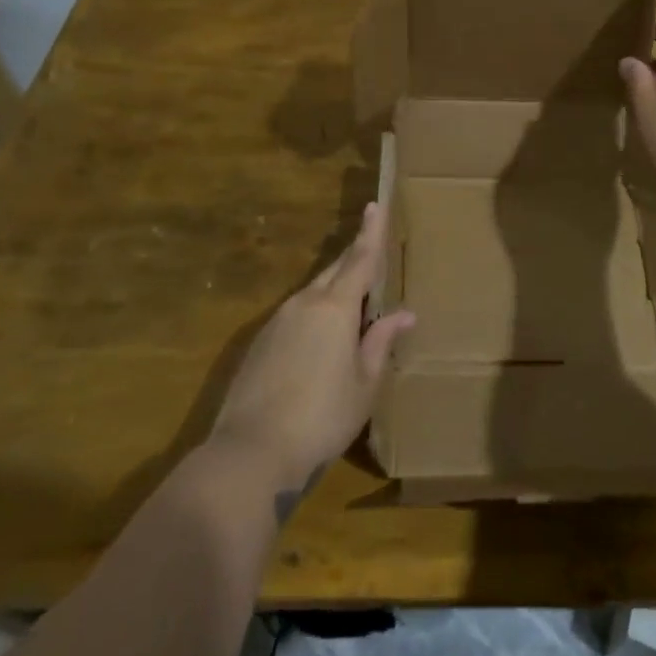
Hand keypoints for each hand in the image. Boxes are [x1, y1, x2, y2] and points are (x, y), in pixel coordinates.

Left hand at [207, 201, 414, 493]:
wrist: (251, 451)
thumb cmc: (322, 417)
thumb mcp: (364, 383)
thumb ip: (380, 342)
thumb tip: (404, 314)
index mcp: (335, 308)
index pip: (360, 260)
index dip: (370, 232)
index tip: (374, 204)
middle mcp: (304, 303)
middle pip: (335, 271)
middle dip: (354, 257)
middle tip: (370, 247)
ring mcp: (277, 321)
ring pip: (313, 293)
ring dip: (334, 290)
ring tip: (353, 302)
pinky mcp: (259, 342)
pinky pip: (295, 315)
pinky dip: (314, 314)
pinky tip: (320, 339)